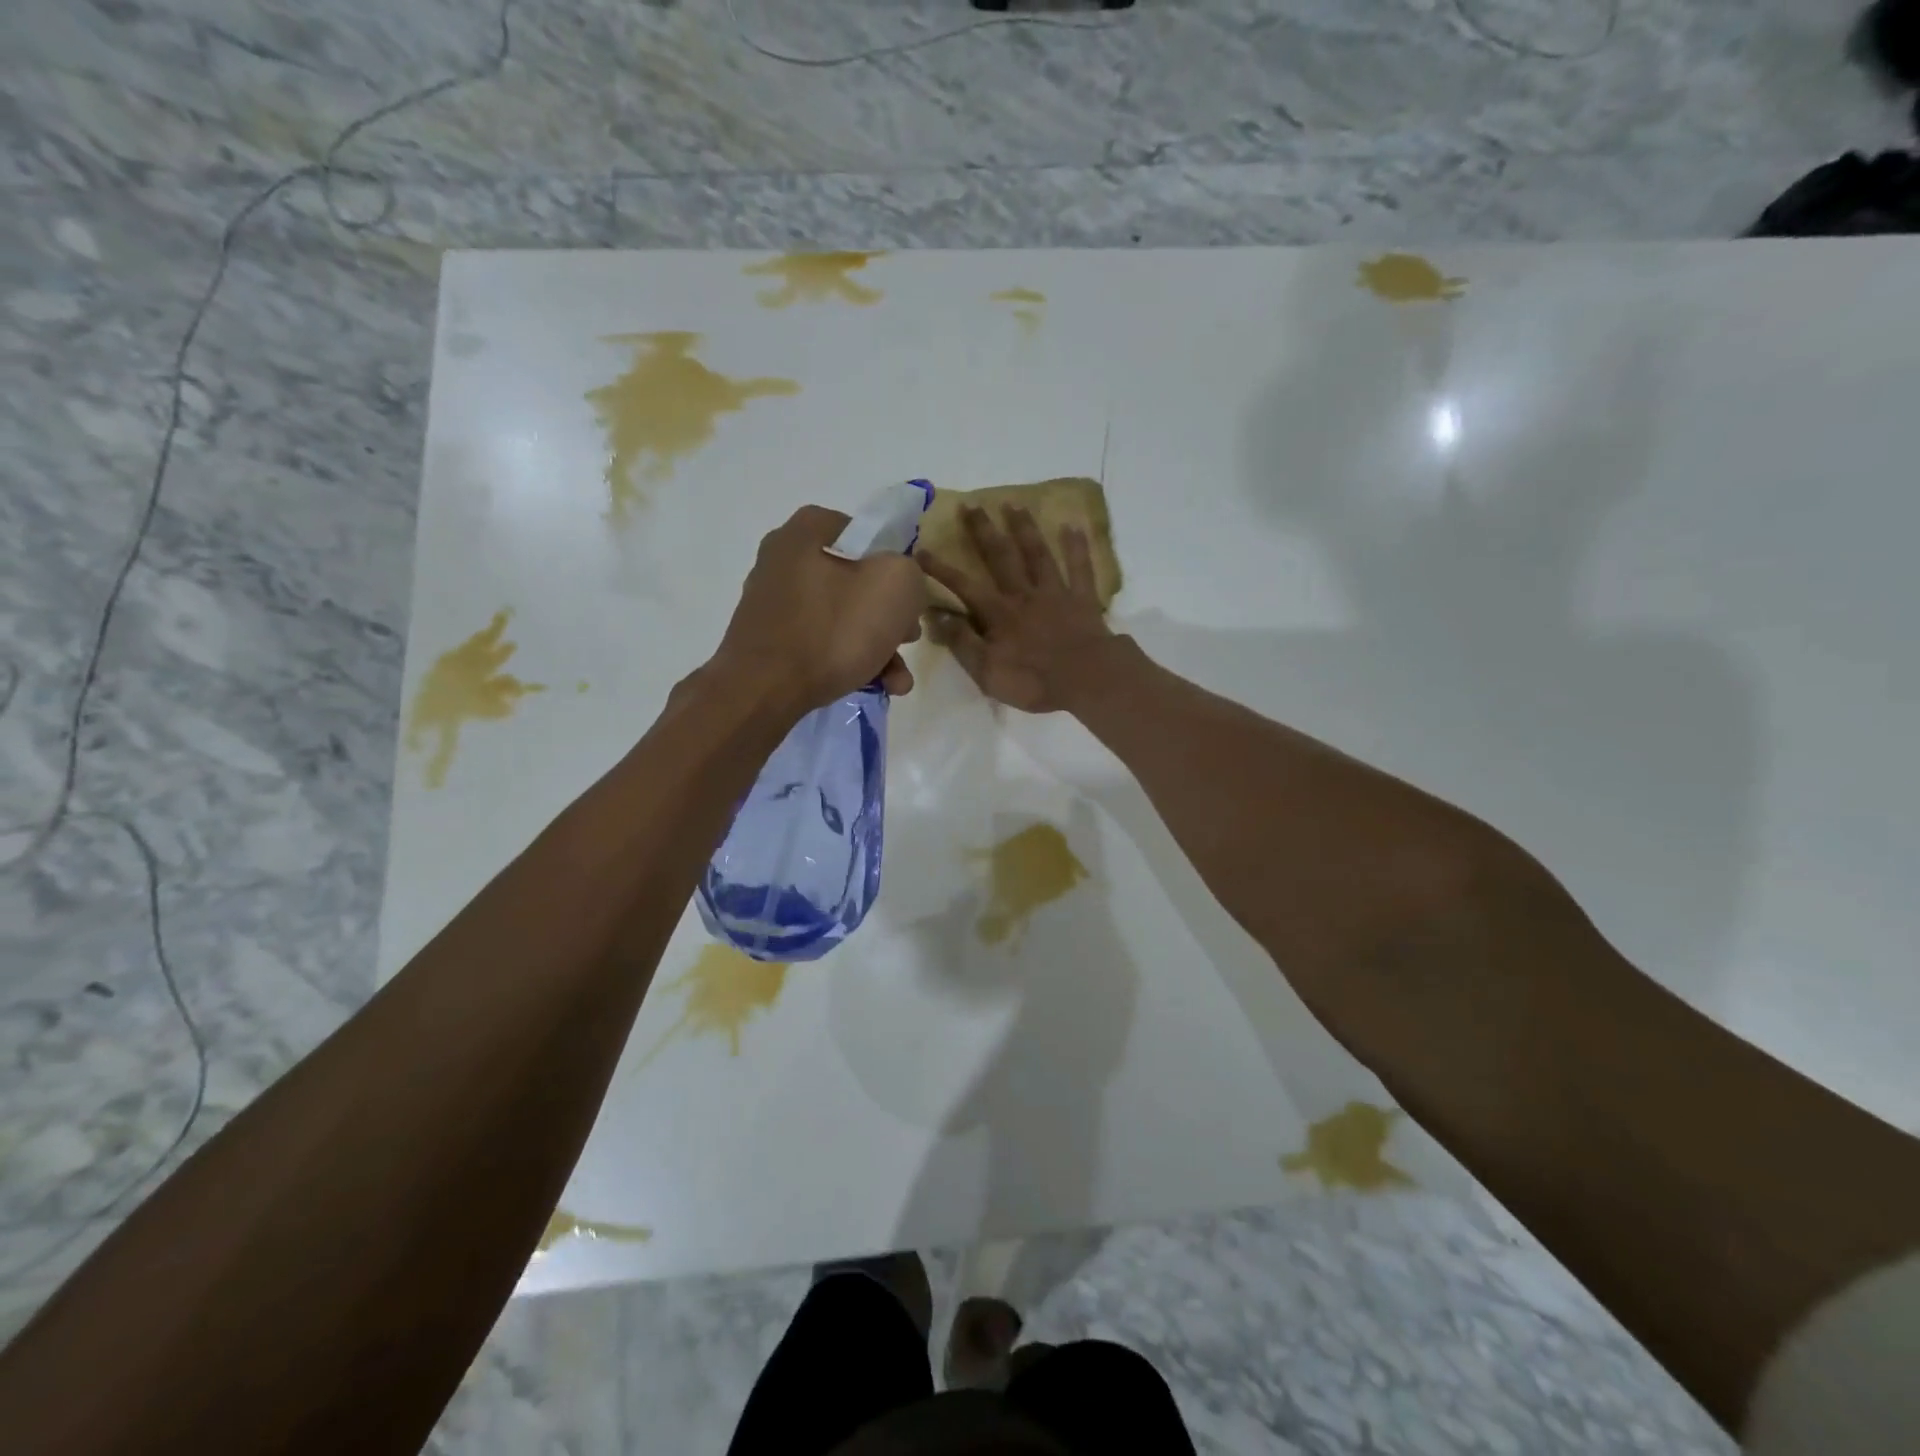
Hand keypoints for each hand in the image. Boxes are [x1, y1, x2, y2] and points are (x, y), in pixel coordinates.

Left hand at [715, 505, 926, 713]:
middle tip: (908, 639)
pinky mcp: (769, 642)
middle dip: (890, 615)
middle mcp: (783, 561)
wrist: (763, 692)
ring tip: (898, 679)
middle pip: (856, 581)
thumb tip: (901, 583)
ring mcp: (773, 604)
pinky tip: (875, 686)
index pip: (864, 533)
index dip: (895, 562)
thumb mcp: (895, 586)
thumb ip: (909, 572)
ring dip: (878, 646)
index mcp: (805, 532)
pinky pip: (820, 643)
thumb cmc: (832, 630)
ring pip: (842, 617)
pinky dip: (849, 660)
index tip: (910, 595)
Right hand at [917, 505, 1117, 713]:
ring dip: (1025, 528)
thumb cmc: (1033, 681)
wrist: (1086, 679)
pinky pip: (1080, 568)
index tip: (920, 550)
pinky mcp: (1083, 599)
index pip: (963, 586)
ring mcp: (1055, 594)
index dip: (941, 569)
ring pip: (1038, 554)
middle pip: (1001, 557)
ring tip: (1015, 504)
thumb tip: (936, 617)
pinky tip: (1073, 526)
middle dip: (984, 531)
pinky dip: (1077, 547)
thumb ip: (962, 643)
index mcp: (998, 614)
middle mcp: (1023, 595)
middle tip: (972, 505)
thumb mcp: (987, 672)